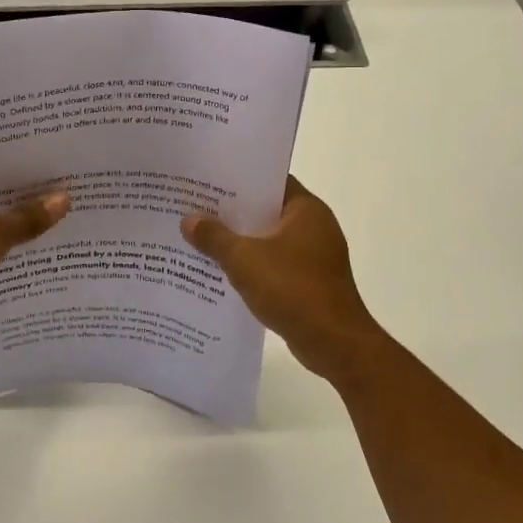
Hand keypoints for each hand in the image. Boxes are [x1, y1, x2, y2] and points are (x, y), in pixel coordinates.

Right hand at [182, 177, 386, 382]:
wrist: (334, 344)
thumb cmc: (293, 289)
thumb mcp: (244, 260)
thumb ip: (214, 237)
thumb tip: (188, 219)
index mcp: (306, 209)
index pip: (269, 180)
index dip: (237, 179)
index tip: (207, 179)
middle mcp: (314, 226)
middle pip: (266, 210)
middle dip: (232, 212)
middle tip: (194, 207)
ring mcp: (314, 255)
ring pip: (268, 239)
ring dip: (240, 241)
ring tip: (201, 237)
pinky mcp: (310, 281)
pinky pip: (274, 263)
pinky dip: (252, 265)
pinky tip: (222, 271)